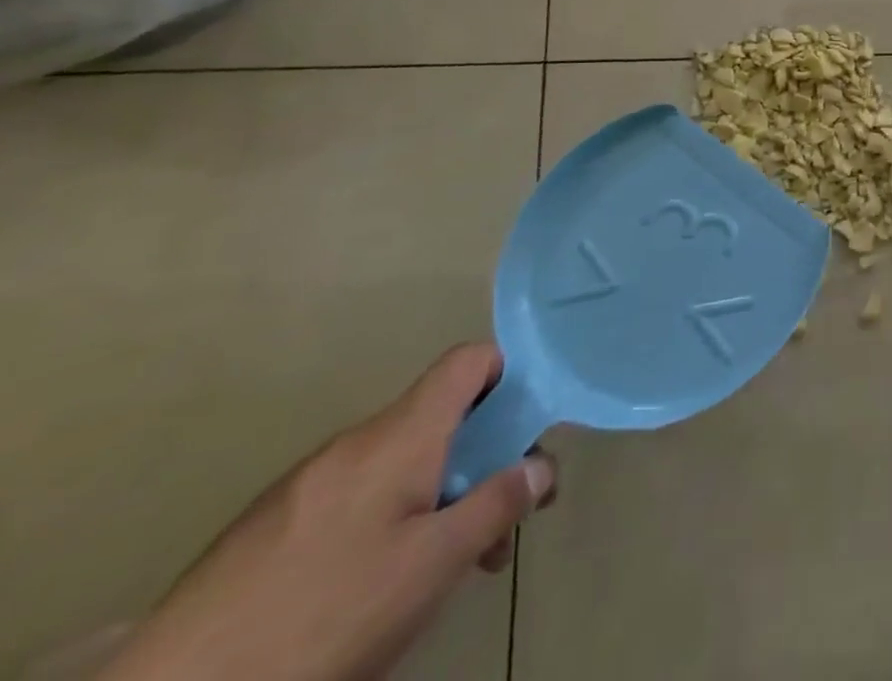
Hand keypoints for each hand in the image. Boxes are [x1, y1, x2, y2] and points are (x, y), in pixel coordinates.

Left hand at [101, 345, 555, 680]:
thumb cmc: (325, 615)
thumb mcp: (432, 566)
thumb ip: (497, 504)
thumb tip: (542, 466)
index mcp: (400, 435)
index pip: (469, 360)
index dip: (509, 376)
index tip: (525, 431)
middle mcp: (355, 443)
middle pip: (439, 420)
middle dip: (480, 462)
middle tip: (495, 527)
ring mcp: (304, 486)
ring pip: (398, 466)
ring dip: (436, 499)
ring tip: (441, 570)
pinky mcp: (265, 531)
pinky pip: (353, 499)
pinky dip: (387, 523)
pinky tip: (375, 587)